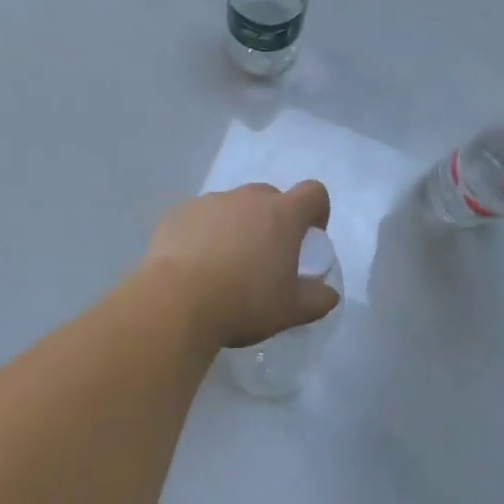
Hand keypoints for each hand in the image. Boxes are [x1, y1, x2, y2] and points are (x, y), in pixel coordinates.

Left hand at [141, 181, 340, 348]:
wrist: (176, 302)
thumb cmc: (243, 303)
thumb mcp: (291, 311)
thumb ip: (318, 299)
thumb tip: (328, 293)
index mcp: (282, 215)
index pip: (314, 193)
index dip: (317, 212)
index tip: (308, 239)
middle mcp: (246, 199)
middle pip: (271, 197)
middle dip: (274, 220)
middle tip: (266, 256)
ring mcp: (209, 202)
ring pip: (233, 206)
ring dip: (237, 226)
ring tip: (225, 264)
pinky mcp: (178, 213)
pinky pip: (201, 217)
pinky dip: (204, 233)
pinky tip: (195, 264)